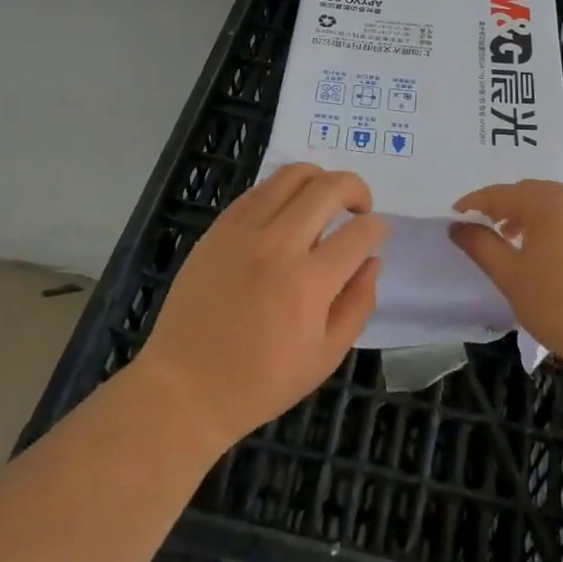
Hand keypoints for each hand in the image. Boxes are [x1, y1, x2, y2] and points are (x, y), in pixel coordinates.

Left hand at [134, 163, 387, 450]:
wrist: (185, 386)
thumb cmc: (260, 382)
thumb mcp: (325, 357)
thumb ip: (358, 304)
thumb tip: (373, 260)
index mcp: (308, 283)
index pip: (359, 232)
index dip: (378, 227)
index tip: (378, 233)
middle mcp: (278, 245)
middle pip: (330, 187)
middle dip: (357, 189)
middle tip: (359, 209)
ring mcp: (244, 231)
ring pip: (293, 175)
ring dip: (321, 179)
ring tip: (324, 201)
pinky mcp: (219, 227)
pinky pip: (260, 189)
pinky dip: (284, 190)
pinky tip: (288, 212)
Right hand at [448, 180, 562, 379]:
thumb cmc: (561, 304)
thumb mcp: (511, 276)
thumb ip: (481, 246)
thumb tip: (458, 226)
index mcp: (550, 203)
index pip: (503, 193)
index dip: (476, 202)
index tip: (456, 215)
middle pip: (532, 193)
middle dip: (506, 206)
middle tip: (486, 227)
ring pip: (557, 207)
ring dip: (531, 217)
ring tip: (516, 243)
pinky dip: (555, 229)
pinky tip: (550, 257)